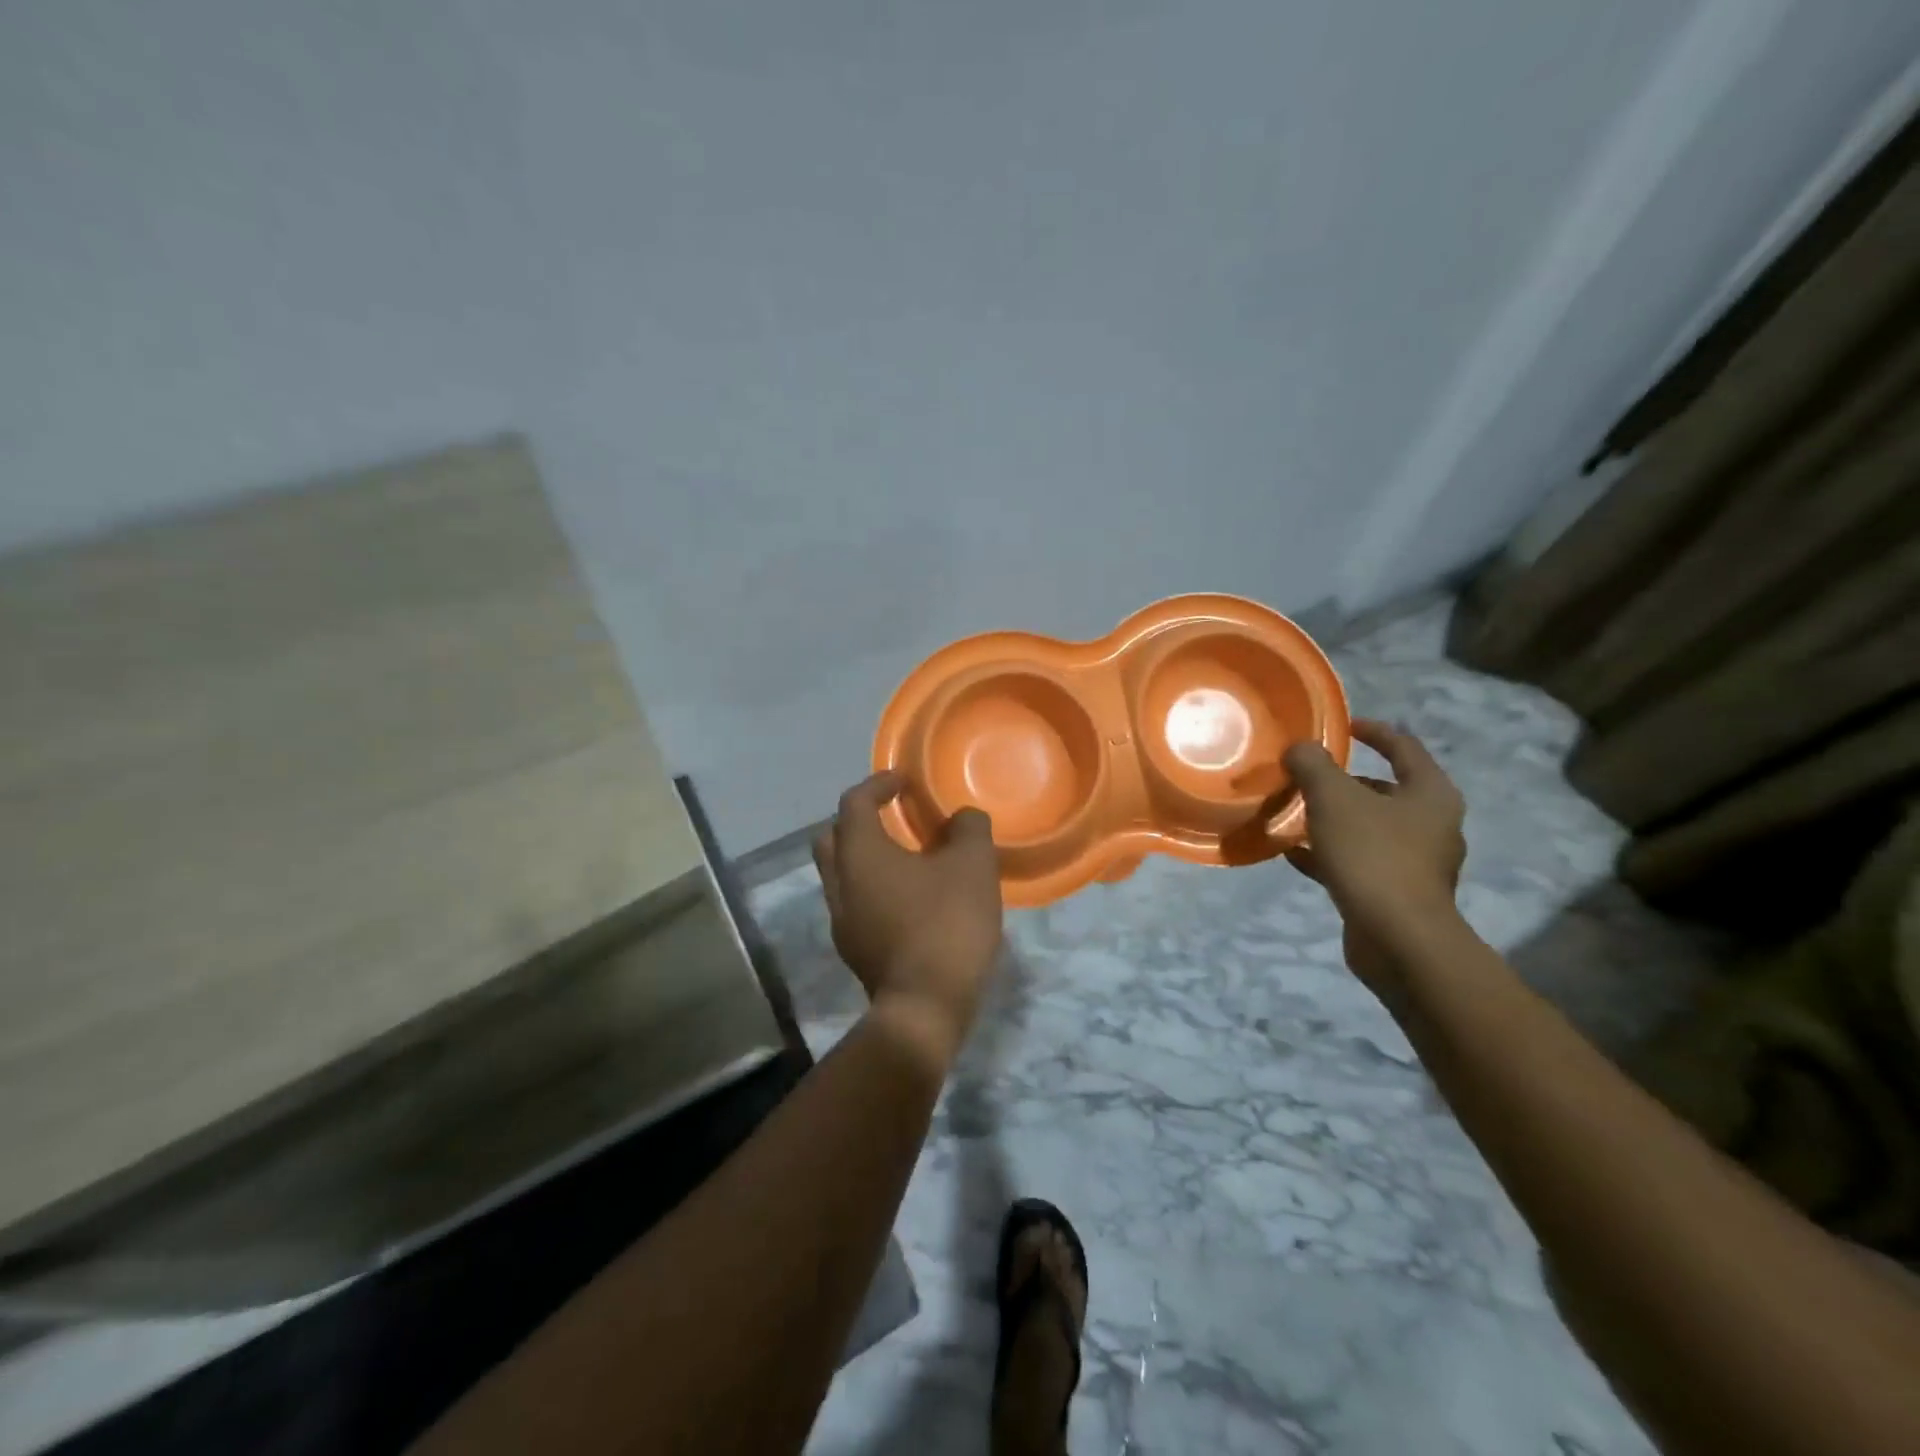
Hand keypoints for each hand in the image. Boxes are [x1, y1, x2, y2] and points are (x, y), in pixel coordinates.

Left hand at [812, 771, 1003, 1068]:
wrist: (925, 1007)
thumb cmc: (946, 923)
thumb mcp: (973, 865)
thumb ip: (968, 828)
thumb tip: (962, 818)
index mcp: (860, 854)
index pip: (854, 802)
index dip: (878, 784)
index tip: (904, 782)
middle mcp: (840, 883)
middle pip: (832, 837)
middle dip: (858, 820)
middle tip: (893, 817)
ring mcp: (841, 920)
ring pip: (841, 874)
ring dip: (865, 858)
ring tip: (906, 859)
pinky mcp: (853, 950)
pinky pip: (855, 904)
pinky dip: (872, 889)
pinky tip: (907, 900)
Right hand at [1282, 720, 1466, 995]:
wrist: (1397, 938)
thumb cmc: (1372, 855)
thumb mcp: (1333, 798)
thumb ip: (1313, 765)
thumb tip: (1299, 747)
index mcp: (1430, 794)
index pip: (1403, 746)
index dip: (1372, 731)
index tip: (1341, 725)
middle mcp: (1431, 824)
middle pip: (1384, 790)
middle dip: (1343, 781)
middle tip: (1306, 774)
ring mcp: (1416, 862)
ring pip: (1367, 827)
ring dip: (1332, 818)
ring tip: (1292, 812)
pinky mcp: (1395, 892)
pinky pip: (1357, 860)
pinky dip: (1327, 853)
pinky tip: (1292, 853)